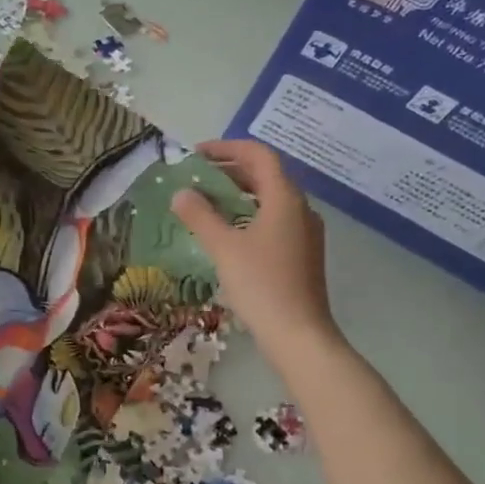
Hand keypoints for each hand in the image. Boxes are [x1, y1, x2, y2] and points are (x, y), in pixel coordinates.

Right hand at [170, 140, 344, 365]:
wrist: (299, 335)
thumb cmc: (261, 285)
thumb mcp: (224, 248)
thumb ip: (200, 216)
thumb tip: (181, 193)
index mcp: (285, 199)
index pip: (259, 155)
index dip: (227, 148)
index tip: (196, 154)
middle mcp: (299, 209)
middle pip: (265, 176)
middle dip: (230, 171)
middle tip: (195, 177)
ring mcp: (304, 233)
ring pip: (269, 199)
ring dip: (238, 194)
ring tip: (205, 202)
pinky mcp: (301, 254)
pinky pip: (273, 220)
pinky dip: (248, 215)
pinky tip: (227, 233)